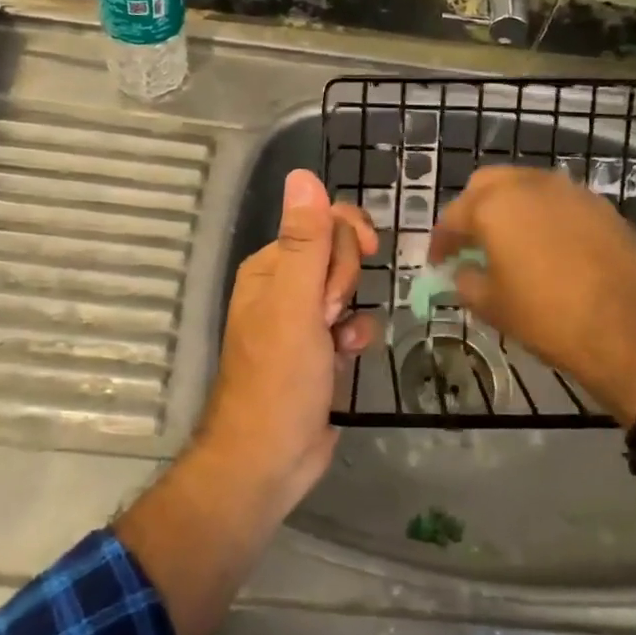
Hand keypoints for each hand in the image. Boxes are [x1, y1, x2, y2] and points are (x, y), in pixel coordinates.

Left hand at [198, 169, 378, 512]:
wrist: (269, 460)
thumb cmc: (279, 377)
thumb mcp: (294, 303)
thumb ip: (303, 241)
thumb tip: (302, 174)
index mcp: (269, 268)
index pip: (319, 222)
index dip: (345, 236)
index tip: (366, 253)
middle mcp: (282, 287)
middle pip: (336, 254)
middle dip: (344, 281)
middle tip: (329, 314)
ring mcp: (301, 320)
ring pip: (348, 289)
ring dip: (353, 310)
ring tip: (338, 340)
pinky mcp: (318, 350)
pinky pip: (350, 323)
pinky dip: (355, 335)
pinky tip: (349, 355)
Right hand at [430, 165, 635, 424]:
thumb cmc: (550, 317)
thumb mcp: (495, 307)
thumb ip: (468, 282)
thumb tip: (464, 273)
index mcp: (494, 205)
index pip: (453, 216)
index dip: (441, 241)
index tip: (439, 263)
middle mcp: (530, 185)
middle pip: (489, 185)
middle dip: (474, 211)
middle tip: (470, 244)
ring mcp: (571, 192)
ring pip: (527, 188)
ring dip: (511, 210)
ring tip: (509, 246)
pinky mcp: (603, 207)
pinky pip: (559, 203)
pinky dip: (544, 218)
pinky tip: (548, 250)